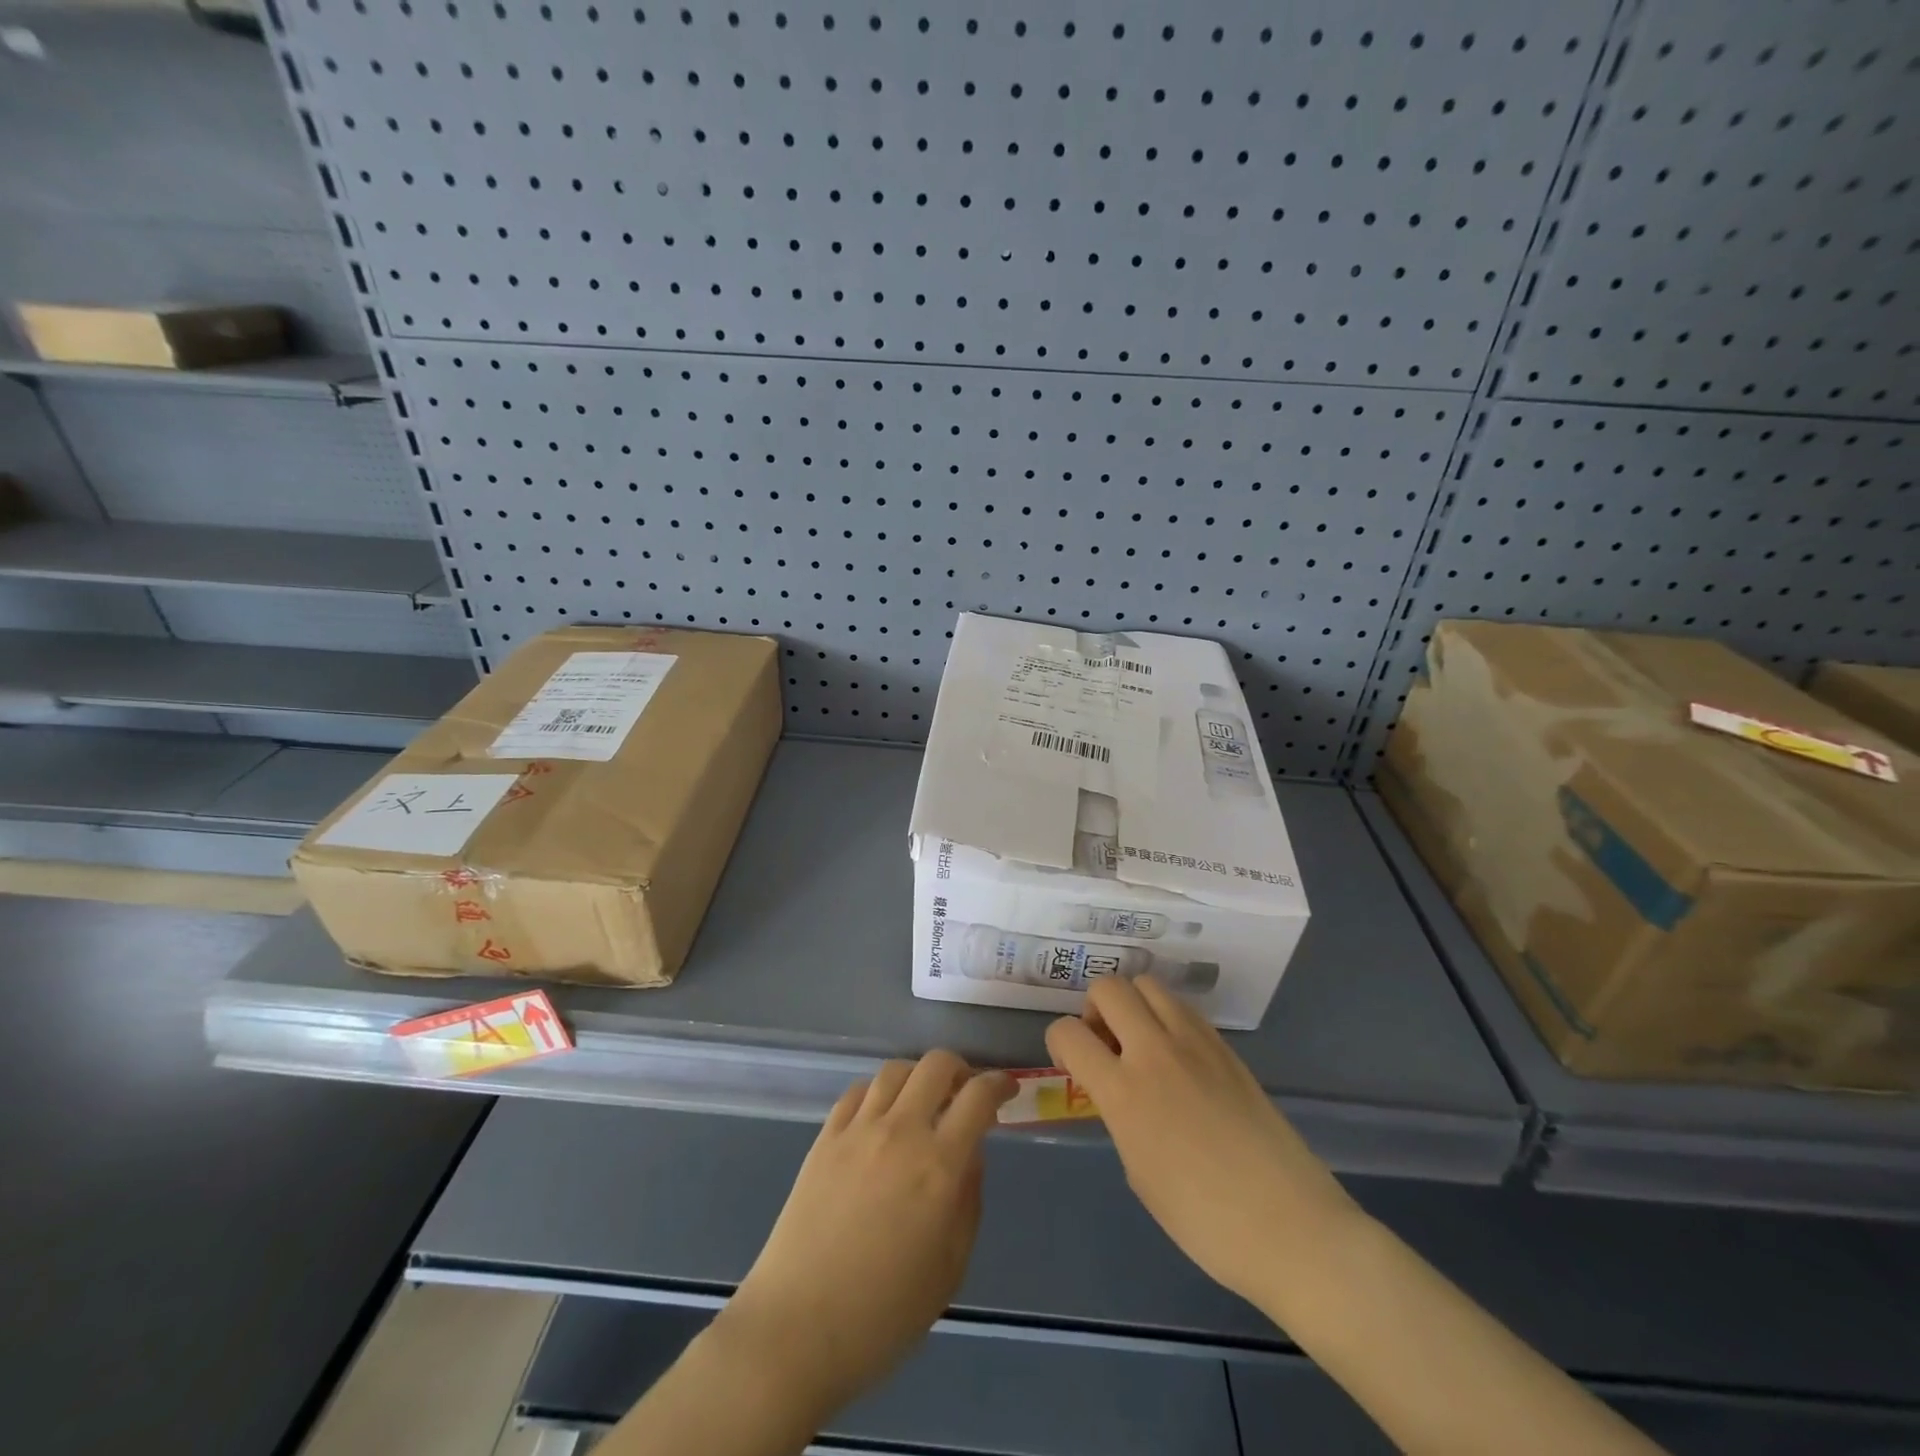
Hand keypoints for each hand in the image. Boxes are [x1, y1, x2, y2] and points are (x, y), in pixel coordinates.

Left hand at [713, 1052, 1014, 1418]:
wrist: (796, 1330)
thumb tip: (971, 1154)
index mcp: (939, 1165)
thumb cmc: (883, 1315)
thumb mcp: (949, 1268)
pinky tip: (880, 1117)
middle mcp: (901, 1132)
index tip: (1008, 1089)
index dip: (999, 1084)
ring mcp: (858, 1130)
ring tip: (922, 1103)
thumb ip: (968, 1201)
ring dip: (918, 1077)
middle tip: (965, 1093)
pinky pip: (856, 1092)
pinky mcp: (824, 1138)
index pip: (978, 1097)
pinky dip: (878, 1093)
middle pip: (936, 1064)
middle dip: (960, 1069)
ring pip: (895, 1070)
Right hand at [1046, 976, 1357, 1310]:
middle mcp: (1155, 1052)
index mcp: (1124, 1092)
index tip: (1070, 1063)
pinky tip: (1179, 1058)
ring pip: (1148, 985)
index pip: (1068, 1032)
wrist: (1290, 1227)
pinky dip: (1167, 1018)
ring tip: (1142, 1043)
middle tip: (1106, 1045)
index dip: (1058, 1042)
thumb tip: (1119, 1091)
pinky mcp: (1226, 1047)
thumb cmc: (1204, 1221)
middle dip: (1095, 1009)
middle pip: (1109, 988)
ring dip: (1133, 1005)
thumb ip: (1120, 1115)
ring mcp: (1195, 1043)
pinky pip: (1183, 1008)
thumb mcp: (1139, 1171)